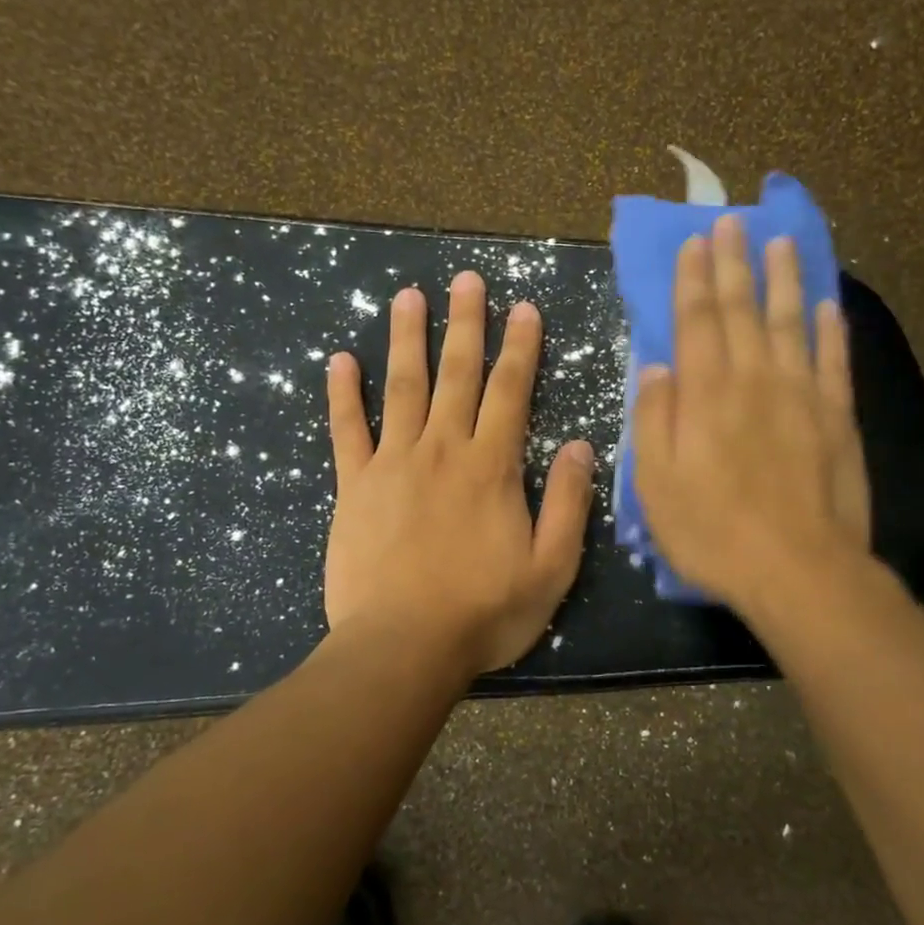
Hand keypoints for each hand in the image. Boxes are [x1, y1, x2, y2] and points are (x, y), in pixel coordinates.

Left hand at [323, 270, 595, 676]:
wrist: (404, 646)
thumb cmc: (485, 612)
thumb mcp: (552, 567)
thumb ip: (570, 502)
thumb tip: (583, 446)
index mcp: (492, 466)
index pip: (511, 391)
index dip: (520, 346)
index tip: (523, 307)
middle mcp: (443, 449)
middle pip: (457, 374)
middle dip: (466, 323)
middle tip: (466, 278)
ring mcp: (393, 463)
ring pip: (402, 387)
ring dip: (407, 338)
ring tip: (408, 296)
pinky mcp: (355, 486)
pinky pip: (346, 430)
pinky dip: (342, 393)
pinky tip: (339, 359)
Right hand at [631, 214, 878, 621]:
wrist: (798, 570)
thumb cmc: (713, 532)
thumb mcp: (656, 485)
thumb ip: (654, 421)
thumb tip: (655, 368)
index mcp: (706, 394)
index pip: (696, 322)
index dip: (693, 280)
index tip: (695, 243)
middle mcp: (754, 380)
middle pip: (742, 310)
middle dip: (733, 264)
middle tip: (732, 222)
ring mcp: (802, 395)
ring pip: (791, 322)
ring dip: (783, 280)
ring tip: (780, 243)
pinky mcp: (838, 417)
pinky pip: (835, 360)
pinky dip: (831, 328)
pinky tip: (827, 304)